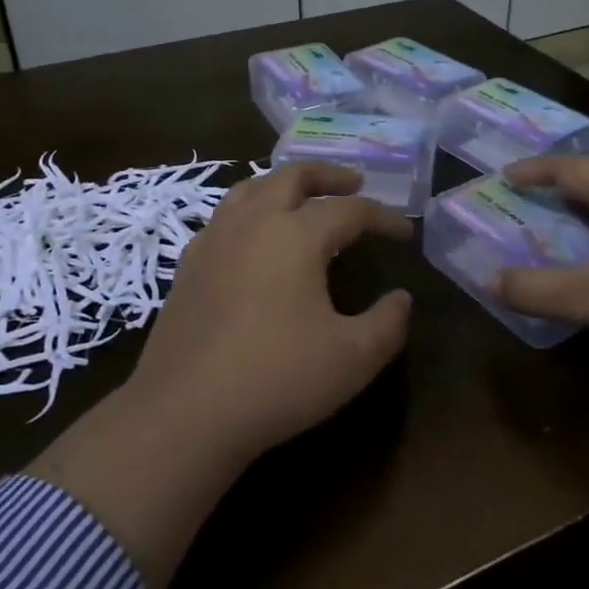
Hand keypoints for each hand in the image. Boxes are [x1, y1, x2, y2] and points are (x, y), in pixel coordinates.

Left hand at [128, 161, 413, 462]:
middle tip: (354, 183)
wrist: (184, 412)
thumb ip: (388, 323)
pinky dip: (250, 210)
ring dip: (284, 184)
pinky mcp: (188, 266)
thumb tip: (401, 299)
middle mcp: (253, 223)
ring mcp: (214, 241)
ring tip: (302, 198)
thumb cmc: (277, 379)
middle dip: (328, 176)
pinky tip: (254, 238)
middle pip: (292, 177)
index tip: (404, 234)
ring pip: (250, 188)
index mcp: (296, 235)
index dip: (382, 218)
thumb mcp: (353, 358)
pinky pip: (224, 217)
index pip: (349, 210)